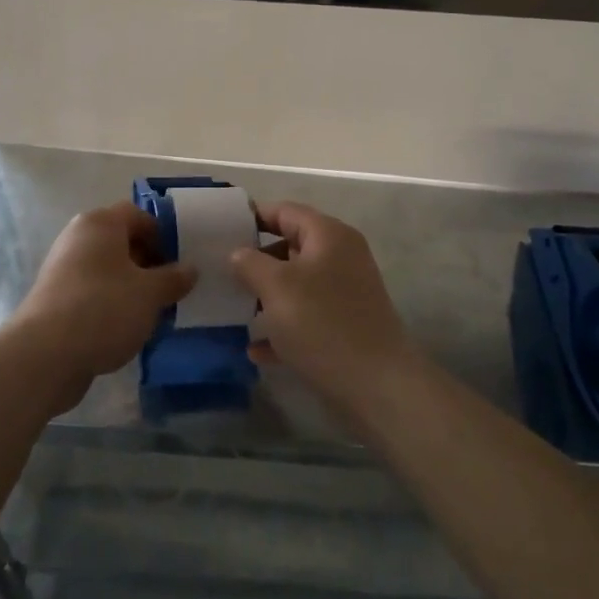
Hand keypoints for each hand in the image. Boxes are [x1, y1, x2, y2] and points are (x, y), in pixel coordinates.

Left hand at [14, 202, 196, 404]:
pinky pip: (92, 291)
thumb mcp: (150, 293)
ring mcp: (63, 267)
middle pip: (121, 241)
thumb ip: (174, 278)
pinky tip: (125, 328)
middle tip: (170, 290)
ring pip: (107, 269)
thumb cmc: (104, 308)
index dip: (163, 235)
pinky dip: (110, 303)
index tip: (180, 263)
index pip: (138, 214)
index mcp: (100, 223)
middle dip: (148, 263)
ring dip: (131, 286)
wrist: (45, 354)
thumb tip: (189, 269)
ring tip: (151, 313)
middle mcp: (78, 237)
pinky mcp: (55, 297)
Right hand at [230, 202, 416, 409]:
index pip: (285, 211)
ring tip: (232, 308)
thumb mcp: (276, 286)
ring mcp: (345, 293)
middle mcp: (341, 257)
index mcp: (329, 236)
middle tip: (221, 271)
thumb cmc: (323, 324)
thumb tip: (239, 253)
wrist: (378, 387)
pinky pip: (305, 317)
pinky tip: (255, 350)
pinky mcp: (345, 326)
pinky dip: (281, 328)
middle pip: (290, 246)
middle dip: (255, 259)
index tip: (220, 229)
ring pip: (296, 284)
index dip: (253, 216)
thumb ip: (250, 262)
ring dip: (265, 295)